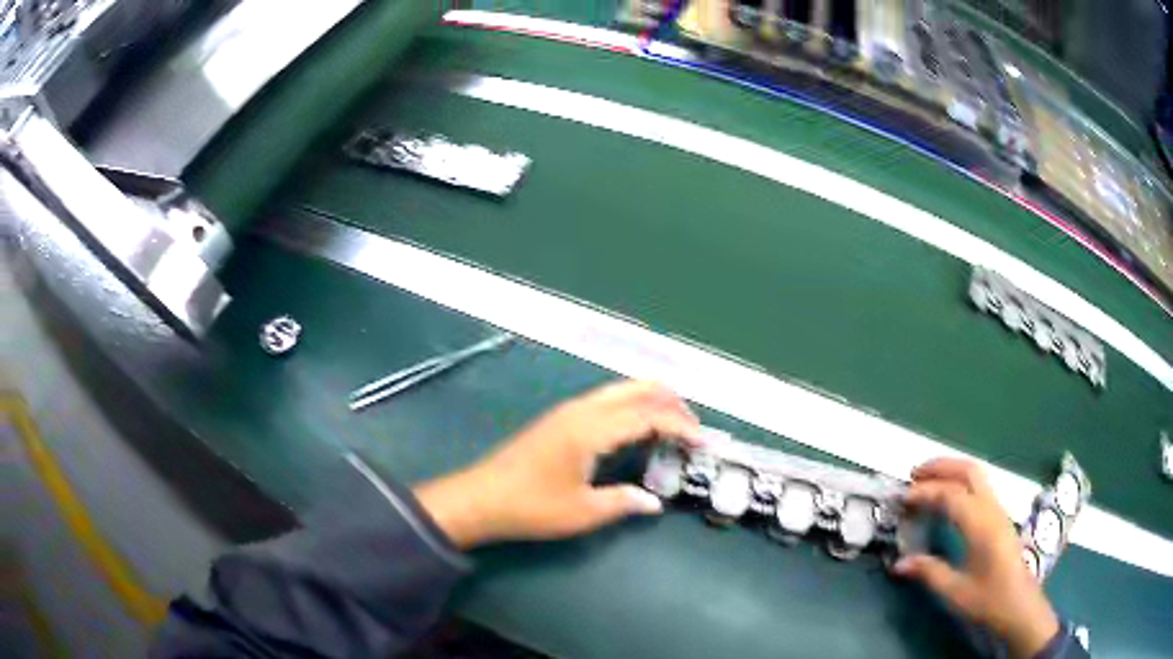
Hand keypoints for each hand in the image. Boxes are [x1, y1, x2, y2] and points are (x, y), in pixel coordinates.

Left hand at [414, 381, 702, 548]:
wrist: (481, 498)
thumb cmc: (531, 506)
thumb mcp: (582, 512)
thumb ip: (623, 502)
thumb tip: (654, 503)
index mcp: (591, 429)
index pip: (648, 416)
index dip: (680, 426)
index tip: (703, 441)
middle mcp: (582, 410)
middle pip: (635, 389)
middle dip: (669, 401)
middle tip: (693, 425)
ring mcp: (567, 411)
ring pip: (619, 391)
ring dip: (650, 400)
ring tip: (673, 423)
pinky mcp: (558, 420)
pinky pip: (605, 401)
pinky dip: (631, 407)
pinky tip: (636, 427)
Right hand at [893, 458, 1059, 658]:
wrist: (1019, 606)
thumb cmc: (988, 600)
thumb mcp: (955, 592)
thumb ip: (929, 572)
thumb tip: (898, 563)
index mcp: (981, 524)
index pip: (951, 495)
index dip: (925, 493)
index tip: (902, 499)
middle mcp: (991, 509)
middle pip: (969, 471)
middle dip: (941, 466)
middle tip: (914, 474)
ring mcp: (999, 511)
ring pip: (977, 475)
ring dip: (952, 470)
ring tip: (928, 480)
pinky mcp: (1000, 517)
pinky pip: (980, 487)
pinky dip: (961, 482)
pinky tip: (949, 498)